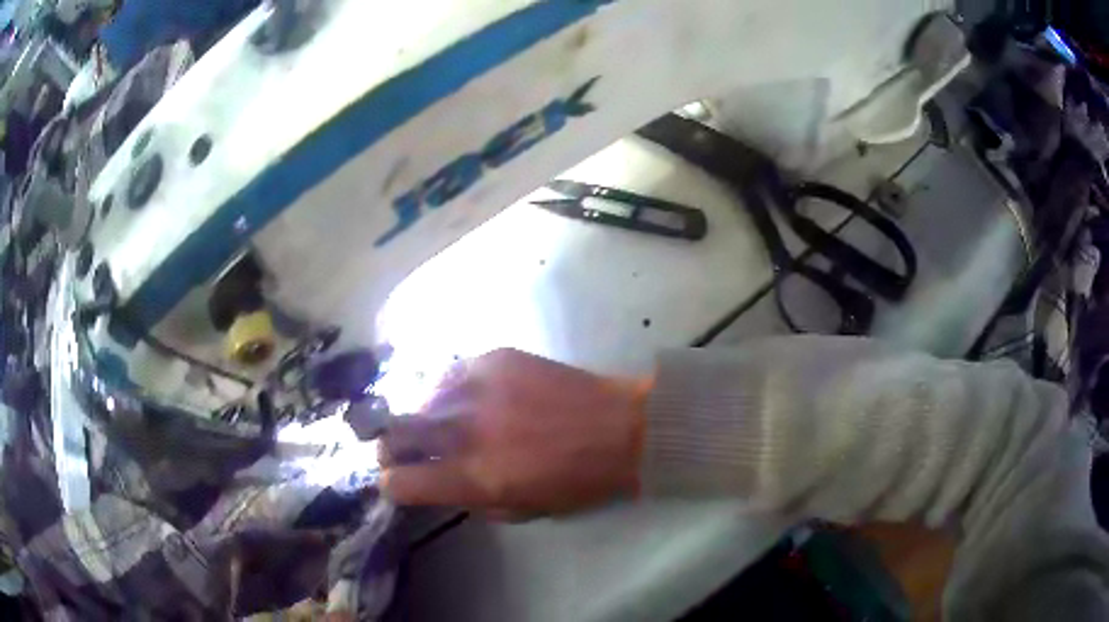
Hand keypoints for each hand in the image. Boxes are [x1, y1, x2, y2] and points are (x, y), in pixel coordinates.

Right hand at [379, 349, 649, 517]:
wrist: (620, 428)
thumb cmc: (576, 481)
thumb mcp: (519, 510)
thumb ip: (467, 498)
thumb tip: (435, 483)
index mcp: (472, 477)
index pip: (399, 482)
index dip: (393, 486)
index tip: (400, 483)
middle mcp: (463, 431)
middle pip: (393, 433)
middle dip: (390, 448)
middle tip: (404, 452)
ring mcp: (476, 388)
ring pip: (419, 400)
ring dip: (425, 418)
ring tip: (447, 424)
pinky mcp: (493, 359)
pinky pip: (450, 374)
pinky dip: (451, 392)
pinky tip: (470, 399)